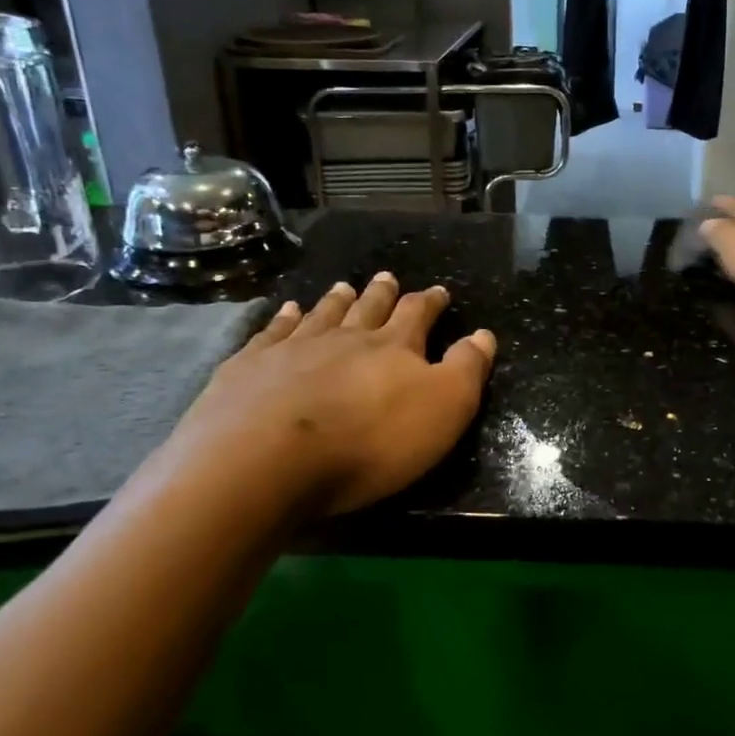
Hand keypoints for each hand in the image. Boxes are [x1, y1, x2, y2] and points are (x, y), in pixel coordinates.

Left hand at [151, 274, 495, 517]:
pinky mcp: (250, 366)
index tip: (439, 292)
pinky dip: (283, 318)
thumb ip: (466, 369)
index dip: (430, 302)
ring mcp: (293, 348)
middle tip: (387, 277)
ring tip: (343, 287)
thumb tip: (484, 334)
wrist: (266, 458)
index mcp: (393, 347)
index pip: (417, 315)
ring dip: (336, 300)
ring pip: (322, 314)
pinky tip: (286, 310)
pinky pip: (272, 331)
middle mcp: (345, 337)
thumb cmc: (368, 441)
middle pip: (368, 308)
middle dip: (382, 294)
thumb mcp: (443, 409)